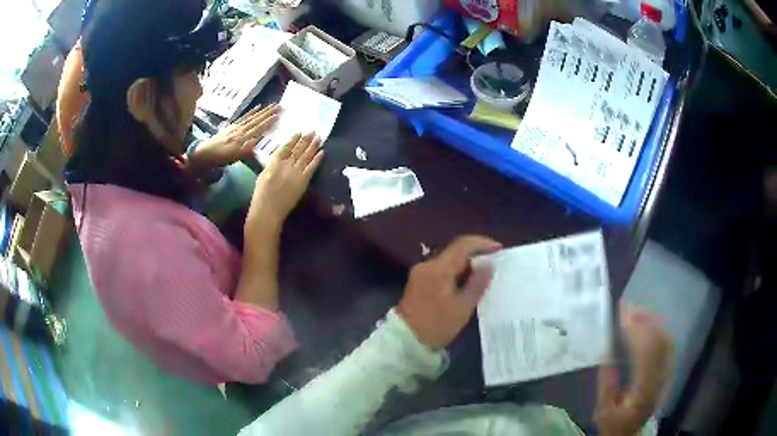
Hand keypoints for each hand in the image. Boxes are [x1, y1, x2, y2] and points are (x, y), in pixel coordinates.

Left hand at [189, 104, 279, 171]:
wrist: (205, 153)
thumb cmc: (221, 158)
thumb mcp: (234, 157)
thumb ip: (246, 149)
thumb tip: (258, 140)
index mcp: (243, 138)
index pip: (259, 128)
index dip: (269, 122)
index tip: (279, 115)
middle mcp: (241, 130)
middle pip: (257, 120)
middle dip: (269, 113)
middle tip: (280, 106)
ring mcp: (237, 127)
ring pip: (252, 117)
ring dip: (263, 111)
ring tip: (272, 105)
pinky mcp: (232, 126)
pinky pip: (244, 117)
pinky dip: (251, 111)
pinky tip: (258, 107)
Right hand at [246, 132, 323, 230]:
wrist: (268, 211)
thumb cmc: (261, 196)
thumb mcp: (262, 176)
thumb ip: (272, 165)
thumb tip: (279, 158)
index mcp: (273, 162)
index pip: (285, 147)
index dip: (293, 139)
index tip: (299, 131)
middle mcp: (286, 164)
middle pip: (298, 149)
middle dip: (306, 139)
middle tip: (313, 130)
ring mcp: (295, 172)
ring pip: (306, 155)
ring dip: (313, 145)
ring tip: (319, 137)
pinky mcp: (303, 181)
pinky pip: (312, 167)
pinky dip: (317, 159)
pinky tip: (322, 152)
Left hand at [397, 236, 501, 349]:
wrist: (406, 341)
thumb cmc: (436, 325)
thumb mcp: (462, 307)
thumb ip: (477, 283)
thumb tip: (489, 265)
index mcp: (438, 269)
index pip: (462, 246)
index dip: (482, 244)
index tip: (499, 249)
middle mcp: (427, 265)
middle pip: (454, 251)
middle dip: (475, 253)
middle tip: (494, 260)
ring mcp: (420, 273)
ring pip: (448, 260)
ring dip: (466, 263)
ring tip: (484, 271)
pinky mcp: (418, 282)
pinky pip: (441, 270)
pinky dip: (456, 271)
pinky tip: (467, 281)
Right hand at [595, 304, 672, 435]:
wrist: (628, 434)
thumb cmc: (613, 424)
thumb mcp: (604, 409)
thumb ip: (607, 382)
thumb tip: (608, 350)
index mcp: (643, 391)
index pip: (645, 354)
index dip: (636, 331)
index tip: (622, 315)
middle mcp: (659, 379)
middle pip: (658, 343)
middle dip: (644, 321)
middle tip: (628, 306)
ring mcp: (665, 375)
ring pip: (664, 341)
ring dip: (652, 323)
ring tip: (636, 310)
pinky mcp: (665, 372)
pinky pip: (665, 346)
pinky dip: (657, 331)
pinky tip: (647, 324)